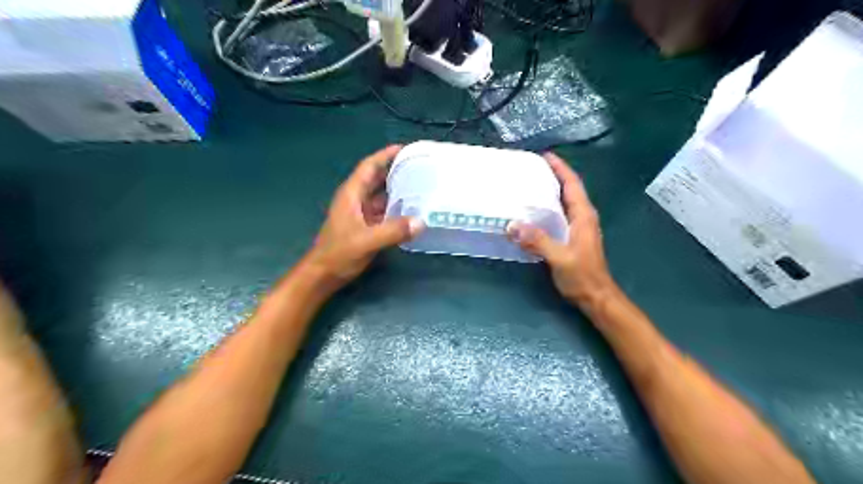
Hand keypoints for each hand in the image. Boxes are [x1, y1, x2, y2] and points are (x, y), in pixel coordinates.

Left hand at [303, 145, 423, 291]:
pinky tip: (412, 211)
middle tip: (419, 166)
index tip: (405, 149)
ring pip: (381, 196)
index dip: (385, 156)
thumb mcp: (366, 241)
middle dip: (395, 170)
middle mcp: (356, 200)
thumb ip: (392, 231)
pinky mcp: (365, 227)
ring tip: (420, 185)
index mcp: (351, 194)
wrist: (322, 275)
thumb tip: (421, 222)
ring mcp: (360, 214)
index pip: (369, 167)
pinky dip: (396, 208)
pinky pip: (383, 212)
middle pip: (376, 179)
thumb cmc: (338, 253)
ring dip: (397, 190)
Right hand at [508, 153, 616, 307]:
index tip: (545, 156)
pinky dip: (549, 208)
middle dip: (554, 175)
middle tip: (532, 169)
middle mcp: (583, 217)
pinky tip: (534, 213)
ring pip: (565, 202)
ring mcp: (579, 227)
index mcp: (583, 216)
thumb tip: (512, 225)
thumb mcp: (559, 257)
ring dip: (551, 191)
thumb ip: (537, 240)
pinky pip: (560, 215)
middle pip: (570, 189)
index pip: (572, 184)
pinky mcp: (574, 237)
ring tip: (530, 185)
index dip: (560, 168)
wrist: (597, 297)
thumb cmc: (582, 276)